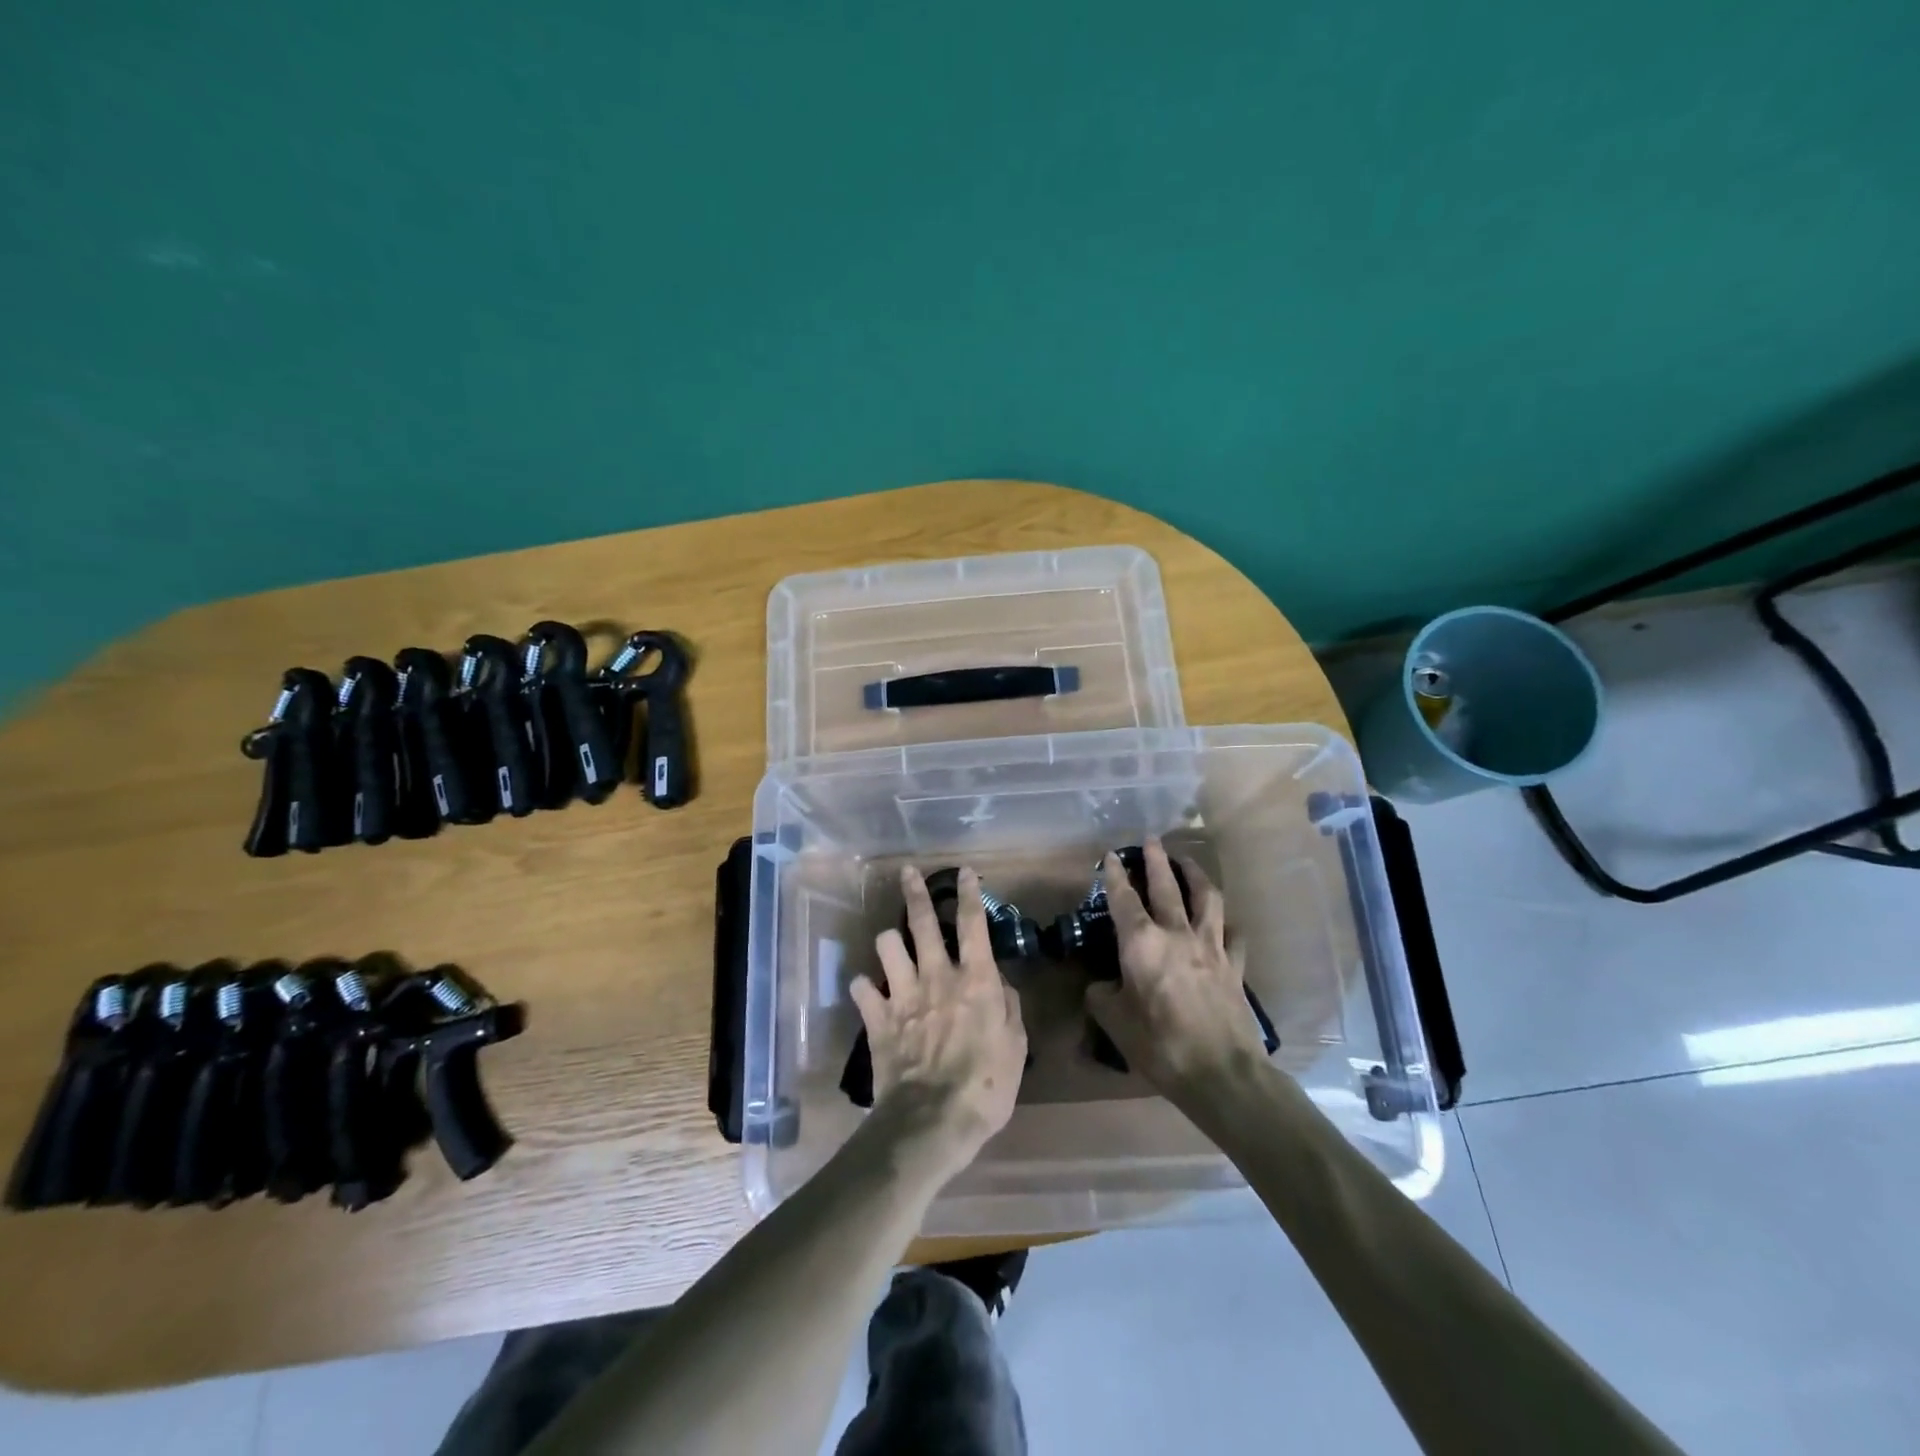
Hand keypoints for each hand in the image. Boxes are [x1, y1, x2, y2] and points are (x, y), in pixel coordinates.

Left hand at [850, 866, 1027, 1173]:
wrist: (933, 1121)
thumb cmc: (987, 1086)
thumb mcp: (1016, 1046)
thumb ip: (1008, 1007)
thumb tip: (999, 985)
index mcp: (975, 979)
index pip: (972, 924)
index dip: (969, 893)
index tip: (963, 871)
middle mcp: (937, 976)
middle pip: (922, 922)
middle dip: (915, 892)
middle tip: (907, 873)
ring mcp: (903, 995)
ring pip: (887, 946)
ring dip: (890, 942)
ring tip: (892, 944)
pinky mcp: (878, 1019)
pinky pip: (863, 989)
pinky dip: (865, 987)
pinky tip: (868, 991)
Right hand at [1085, 838, 1268, 1099]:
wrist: (1221, 1072)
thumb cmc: (1160, 1045)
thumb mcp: (1115, 1023)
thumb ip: (1101, 997)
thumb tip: (1100, 986)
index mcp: (1141, 943)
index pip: (1123, 898)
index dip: (1114, 874)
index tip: (1110, 855)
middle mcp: (1177, 933)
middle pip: (1167, 886)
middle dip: (1157, 860)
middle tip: (1152, 840)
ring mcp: (1212, 947)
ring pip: (1207, 898)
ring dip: (1196, 875)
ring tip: (1188, 862)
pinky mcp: (1235, 966)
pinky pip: (1234, 935)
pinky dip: (1228, 923)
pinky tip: (1225, 922)